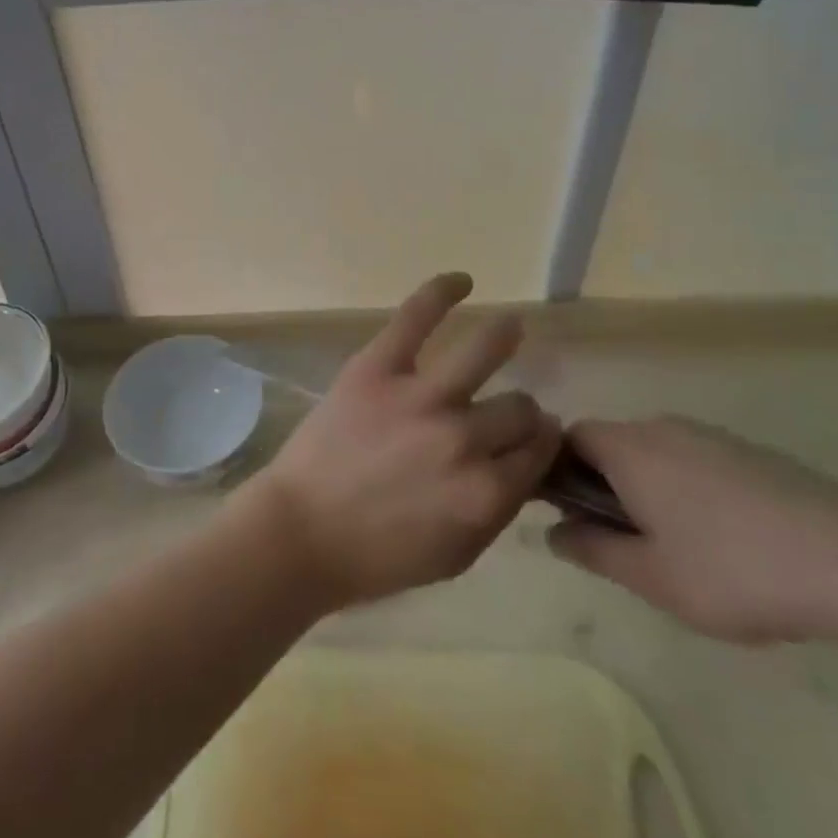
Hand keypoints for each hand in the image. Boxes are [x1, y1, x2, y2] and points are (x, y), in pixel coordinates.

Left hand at [242, 273, 561, 611]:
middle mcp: (463, 438)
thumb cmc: (375, 557)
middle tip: (503, 410)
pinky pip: (416, 317)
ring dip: (504, 336)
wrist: (299, 533)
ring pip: (486, 351)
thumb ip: (498, 511)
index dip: (538, 443)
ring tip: (509, 327)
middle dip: (519, 412)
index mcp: (485, 492)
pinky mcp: (377, 368)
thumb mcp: (455, 556)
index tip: (530, 438)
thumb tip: (524, 468)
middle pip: (519, 408)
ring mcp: (419, 396)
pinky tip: (462, 280)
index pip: (538, 451)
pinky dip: (441, 291)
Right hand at [547, 418, 837, 662]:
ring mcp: (710, 435)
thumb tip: (551, 532)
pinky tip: (722, 540)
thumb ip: (592, 549)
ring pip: (654, 454)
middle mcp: (661, 427)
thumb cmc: (733, 570)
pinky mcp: (750, 452)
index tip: (570, 516)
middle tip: (621, 542)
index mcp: (628, 448)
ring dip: (646, 489)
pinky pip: (694, 461)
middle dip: (602, 485)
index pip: (567, 437)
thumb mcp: (651, 576)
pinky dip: (686, 490)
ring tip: (674, 548)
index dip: (556, 470)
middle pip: (610, 443)